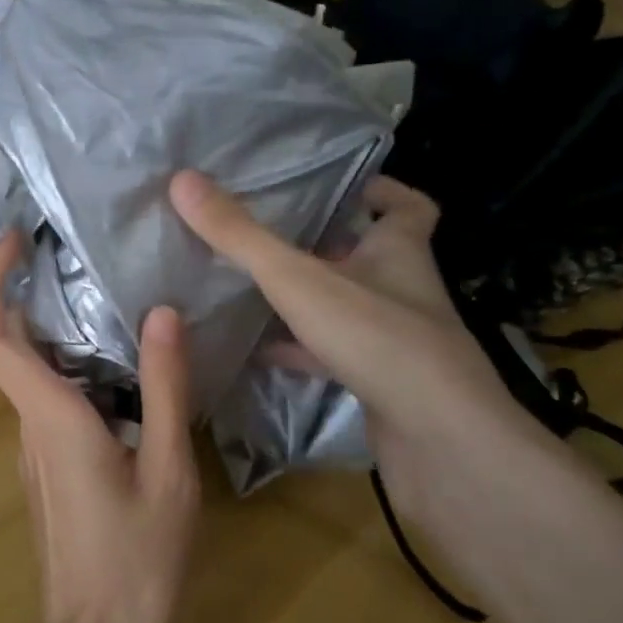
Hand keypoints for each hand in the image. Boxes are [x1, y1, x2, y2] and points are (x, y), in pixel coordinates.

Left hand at [0, 229, 199, 622]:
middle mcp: (30, 422)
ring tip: (107, 292)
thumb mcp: (169, 471)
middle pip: (4, 343)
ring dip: (52, 325)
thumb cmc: (137, 560)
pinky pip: (48, 396)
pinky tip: (120, 360)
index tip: (14, 240)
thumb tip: (162, 313)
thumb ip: (165, 389)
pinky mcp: (48, 463)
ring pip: (28, 369)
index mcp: (51, 416)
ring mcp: (34, 445)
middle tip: (68, 251)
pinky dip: (70, 362)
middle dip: (22, 288)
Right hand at [168, 170, 528, 488]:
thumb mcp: (297, 279)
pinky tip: (259, 354)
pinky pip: (335, 357)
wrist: (440, 443)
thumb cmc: (377, 338)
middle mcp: (403, 291)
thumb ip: (239, 235)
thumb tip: (182, 179)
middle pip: (369, 257)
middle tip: (270, 235)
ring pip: (349, 309)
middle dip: (325, 245)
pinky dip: (300, 352)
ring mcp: (395, 342)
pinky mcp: (381, 384)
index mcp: (398, 252)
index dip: (381, 192)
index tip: (342, 187)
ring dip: (309, 300)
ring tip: (252, 288)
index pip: (407, 208)